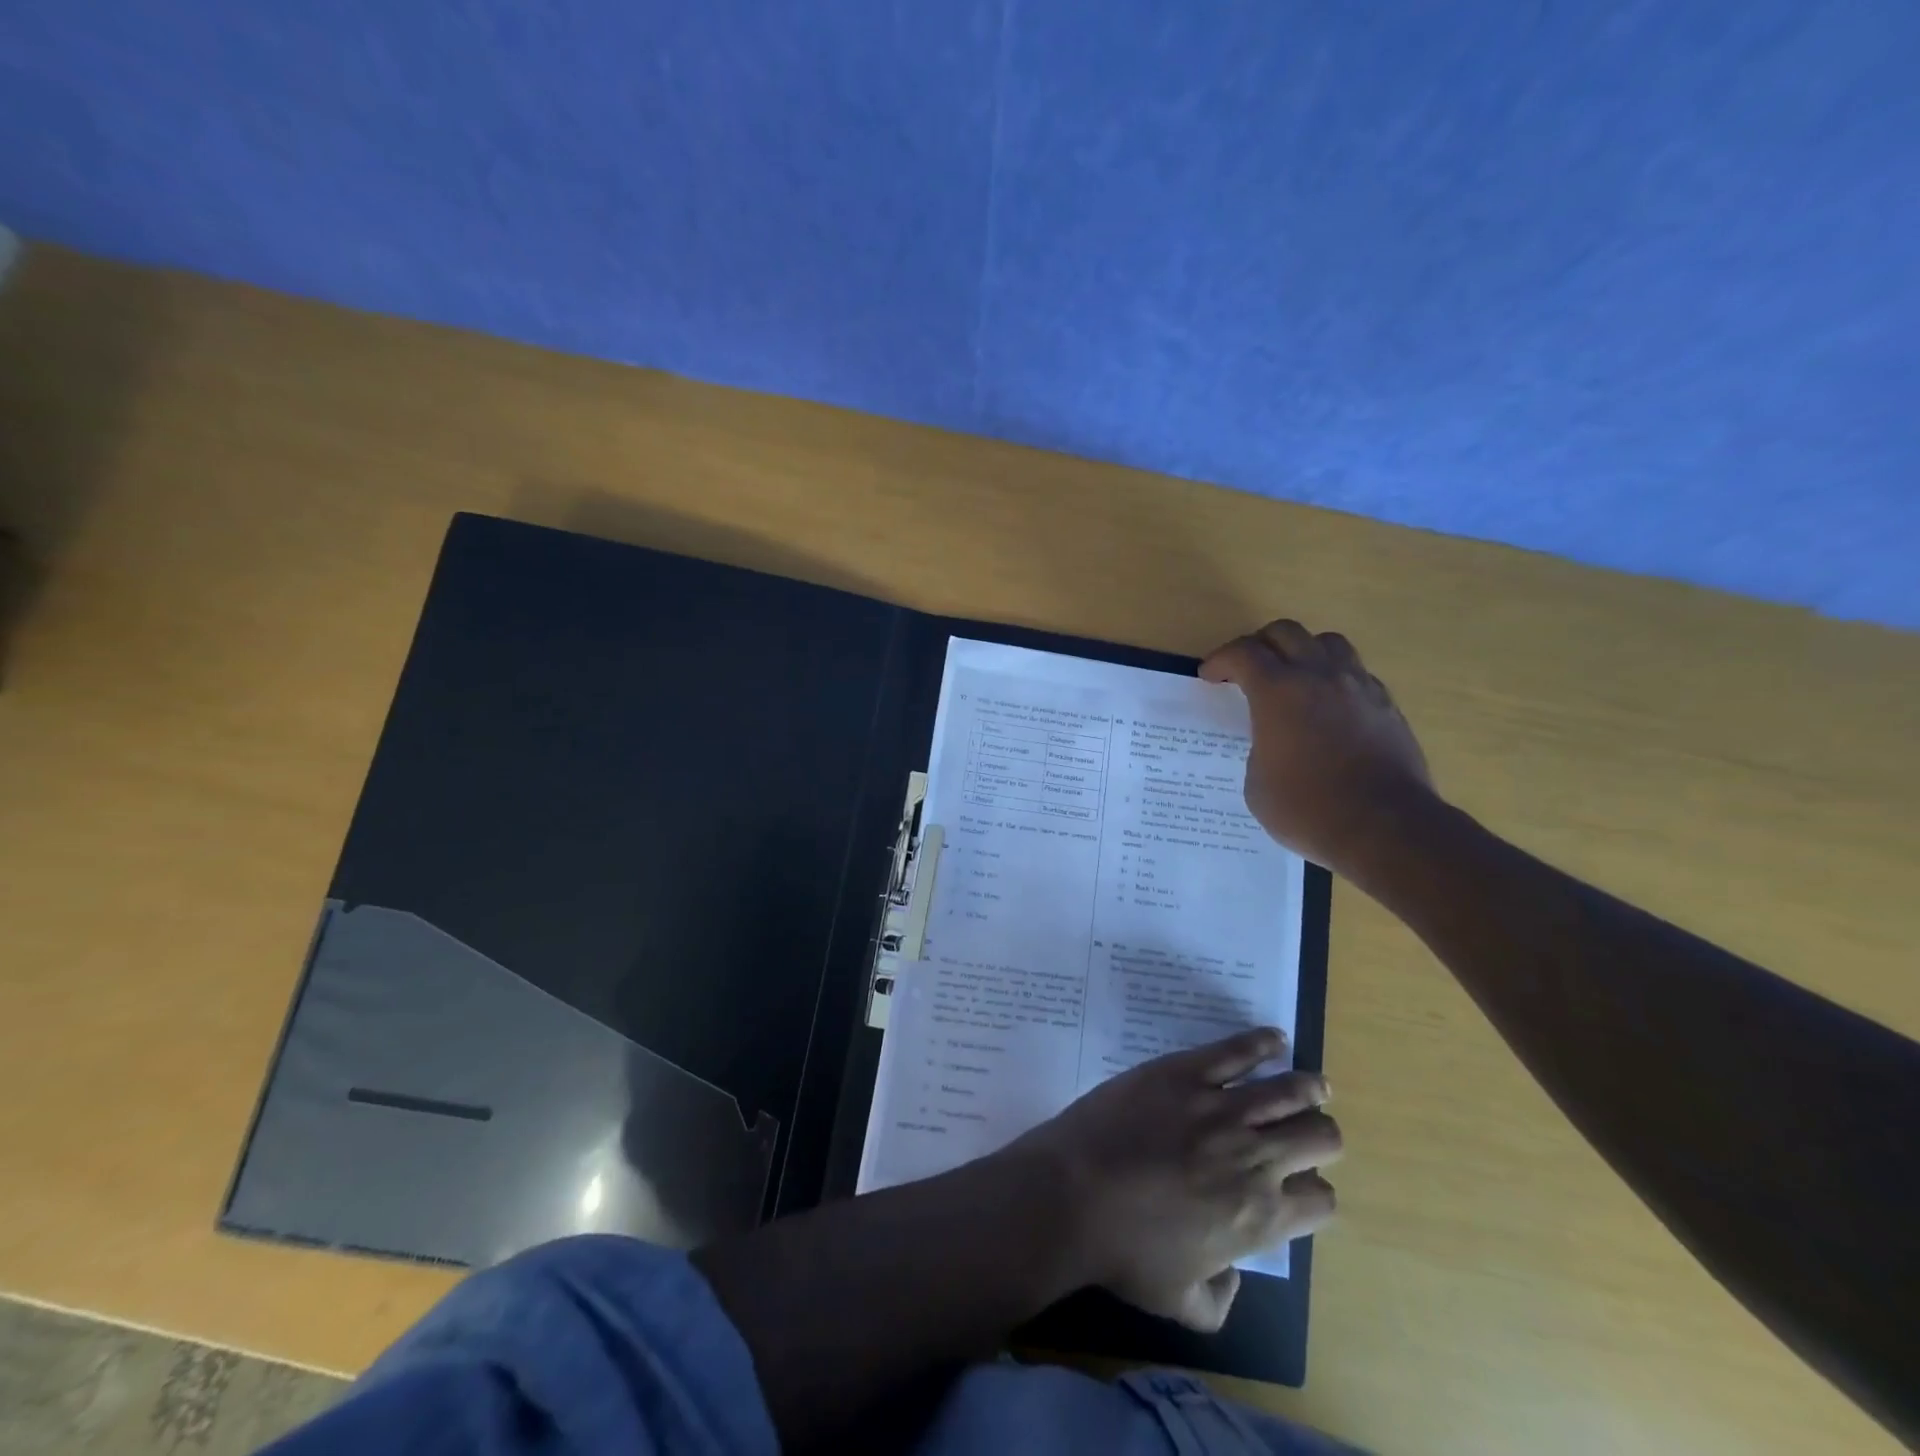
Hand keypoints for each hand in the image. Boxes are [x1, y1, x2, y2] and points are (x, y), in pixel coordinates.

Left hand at [1005, 1027, 1339, 1331]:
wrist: (1073, 1193)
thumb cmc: (1123, 1251)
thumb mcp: (1179, 1303)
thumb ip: (1219, 1302)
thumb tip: (1233, 1277)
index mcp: (1260, 1217)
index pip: (1322, 1202)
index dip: (1317, 1194)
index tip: (1303, 1186)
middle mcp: (1255, 1158)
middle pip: (1319, 1137)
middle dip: (1322, 1136)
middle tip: (1310, 1131)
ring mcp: (1221, 1108)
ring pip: (1291, 1090)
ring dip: (1310, 1088)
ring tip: (1315, 1085)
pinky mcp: (1186, 1072)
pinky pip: (1237, 1050)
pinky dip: (1262, 1042)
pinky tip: (1274, 1039)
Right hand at [1201, 618, 1434, 881]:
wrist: (1386, 828)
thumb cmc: (1308, 809)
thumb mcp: (1257, 784)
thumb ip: (1259, 748)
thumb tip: (1271, 742)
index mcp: (1278, 692)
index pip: (1243, 653)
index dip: (1220, 660)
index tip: (1209, 676)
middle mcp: (1319, 676)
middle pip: (1285, 633)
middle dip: (1259, 644)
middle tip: (1246, 669)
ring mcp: (1359, 687)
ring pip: (1327, 642)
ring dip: (1302, 651)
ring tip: (1293, 677)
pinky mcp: (1387, 705)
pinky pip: (1356, 672)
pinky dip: (1334, 678)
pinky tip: (1328, 706)